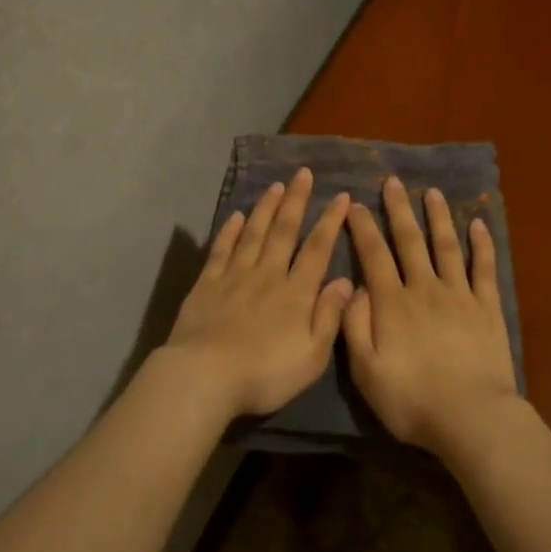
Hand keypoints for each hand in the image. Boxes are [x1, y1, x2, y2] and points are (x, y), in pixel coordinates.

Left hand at [157, 167, 353, 418]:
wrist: (205, 377)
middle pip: (284, 231)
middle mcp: (268, 275)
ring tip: (275, 186)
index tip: (341, 196)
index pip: (318, 248)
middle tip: (303, 174)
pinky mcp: (206, 284)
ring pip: (254, 233)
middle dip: (296, 200)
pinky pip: (221, 249)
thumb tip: (345, 280)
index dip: (330, 221)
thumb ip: (330, 316)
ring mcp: (234, 276)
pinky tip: (237, 216)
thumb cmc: (265, 374)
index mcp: (296, 293)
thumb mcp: (312, 355)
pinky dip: (230, 231)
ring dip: (266, 208)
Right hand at [343, 177, 517, 456]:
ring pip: (446, 246)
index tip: (355, 205)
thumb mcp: (366, 370)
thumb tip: (354, 287)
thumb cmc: (411, 400)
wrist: (470, 416)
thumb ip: (355, 325)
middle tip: (393, 182)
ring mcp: (459, 295)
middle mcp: (424, 288)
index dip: (363, 228)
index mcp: (392, 303)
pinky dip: (482, 245)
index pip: (374, 255)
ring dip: (438, 217)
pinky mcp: (487, 307)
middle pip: (410, 241)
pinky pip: (484, 268)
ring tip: (432, 193)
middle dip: (399, 209)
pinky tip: (478, 224)